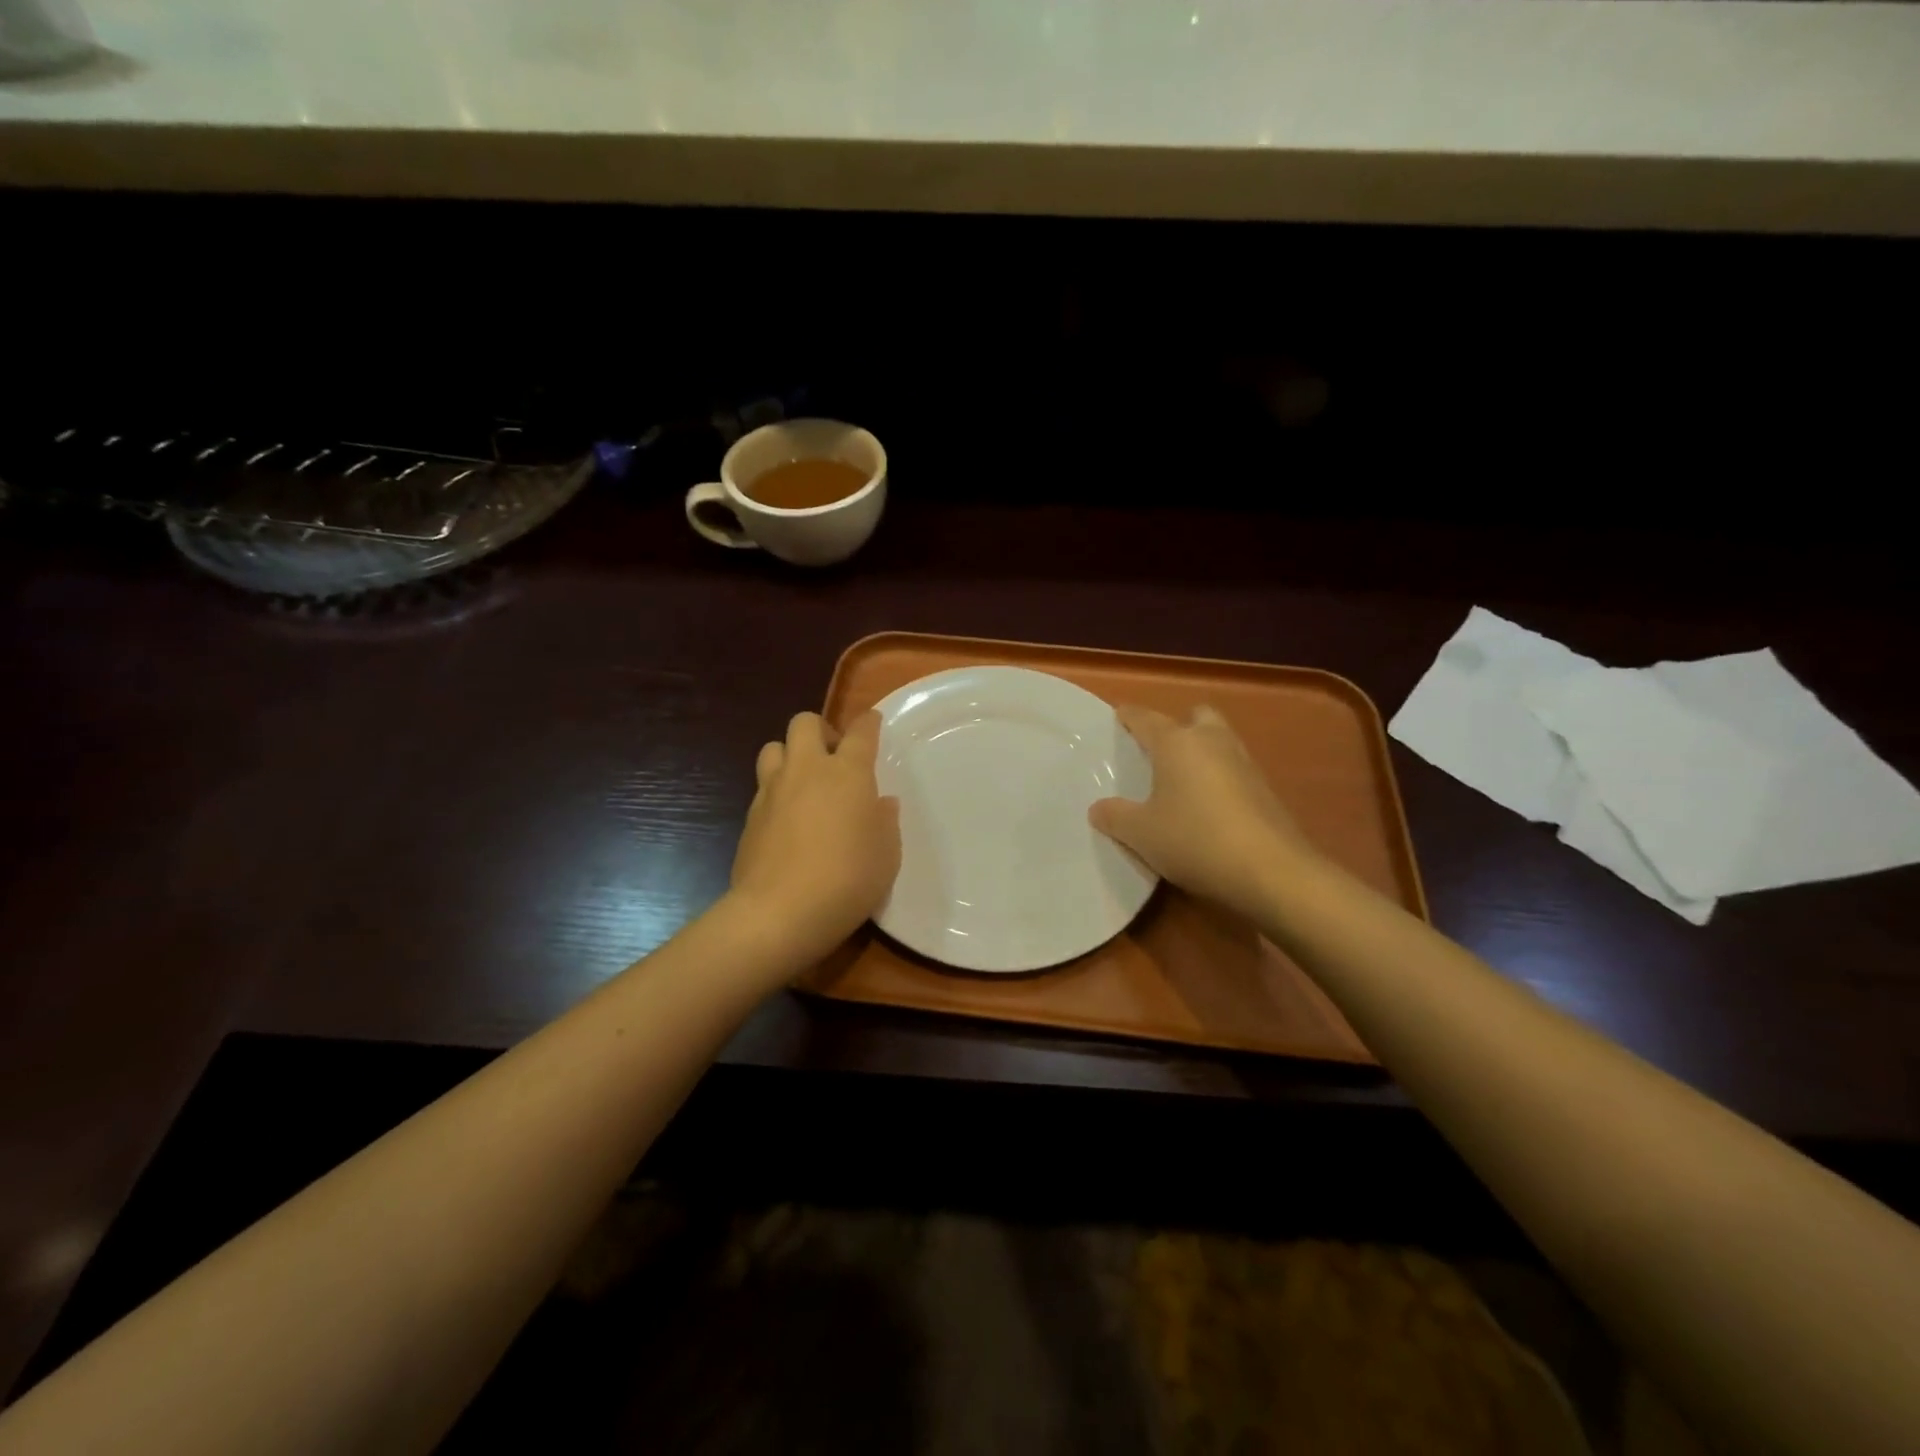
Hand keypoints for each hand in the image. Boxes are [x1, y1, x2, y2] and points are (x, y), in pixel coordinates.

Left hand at [730, 710, 900, 959]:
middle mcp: (807, 770)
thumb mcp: (887, 855)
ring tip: (804, 783)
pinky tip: (787, 821)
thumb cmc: (848, 879)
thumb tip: (880, 803)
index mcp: (848, 773)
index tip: (873, 722)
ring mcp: (772, 791)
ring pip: (773, 747)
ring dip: (790, 755)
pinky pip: (762, 788)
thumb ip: (885, 822)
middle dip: (820, 730)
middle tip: (834, 758)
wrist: (779, 913)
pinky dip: (776, 793)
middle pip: (804, 723)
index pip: (861, 731)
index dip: (868, 722)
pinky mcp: (750, 817)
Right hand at [1090, 704, 1319, 920]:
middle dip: (1178, 726)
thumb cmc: (1195, 839)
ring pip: (1219, 741)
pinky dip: (1218, 778)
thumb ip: (1115, 816)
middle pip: (1195, 717)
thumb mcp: (1141, 834)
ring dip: (1201, 752)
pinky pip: (1233, 770)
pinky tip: (1206, 808)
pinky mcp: (1265, 790)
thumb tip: (1099, 808)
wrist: (1272, 871)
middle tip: (1157, 751)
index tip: (1118, 716)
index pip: (1146, 719)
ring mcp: (1244, 763)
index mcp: (1177, 743)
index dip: (1129, 716)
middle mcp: (1212, 742)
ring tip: (1180, 781)